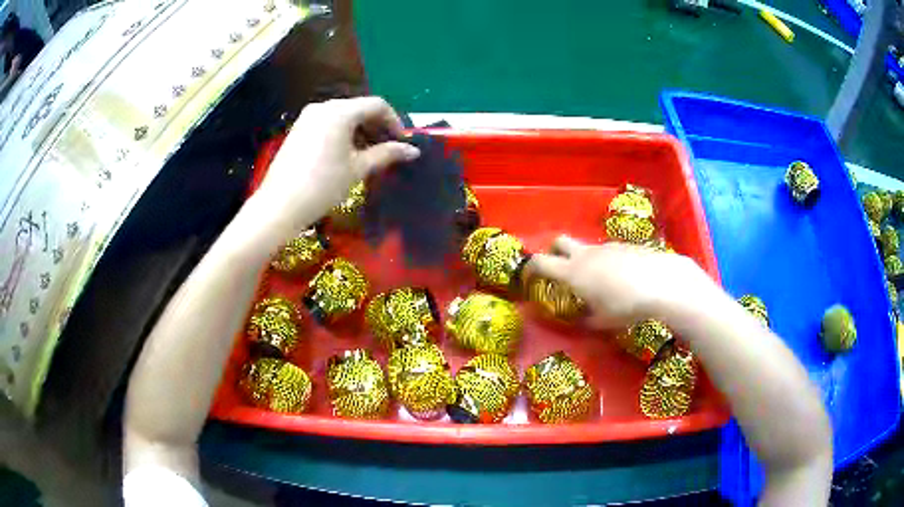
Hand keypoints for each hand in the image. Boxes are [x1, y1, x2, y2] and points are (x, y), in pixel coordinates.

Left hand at [254, 97, 419, 232]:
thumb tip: (413, 150)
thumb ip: (387, 154)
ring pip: (343, 116)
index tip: (402, 143)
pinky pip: (328, 124)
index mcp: (340, 111)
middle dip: (377, 127)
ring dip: (361, 131)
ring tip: (369, 155)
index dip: (395, 122)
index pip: (377, 105)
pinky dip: (343, 134)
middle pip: (359, 108)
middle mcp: (324, 107)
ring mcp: (308, 117)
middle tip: (389, 150)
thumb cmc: (323, 185)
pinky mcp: (298, 129)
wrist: (280, 206)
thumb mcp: (358, 169)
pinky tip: (347, 155)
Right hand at [526, 235, 714, 328]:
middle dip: (553, 252)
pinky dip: (604, 262)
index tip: (526, 278)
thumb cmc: (626, 306)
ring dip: (583, 260)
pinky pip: (607, 251)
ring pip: (586, 247)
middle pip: (559, 242)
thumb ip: (587, 319)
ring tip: (597, 283)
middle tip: (558, 271)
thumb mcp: (603, 321)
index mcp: (573, 272)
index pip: (540, 262)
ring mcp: (606, 247)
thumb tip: (582, 319)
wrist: (661, 283)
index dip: (529, 269)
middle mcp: (586, 254)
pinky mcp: (625, 245)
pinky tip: (621, 279)